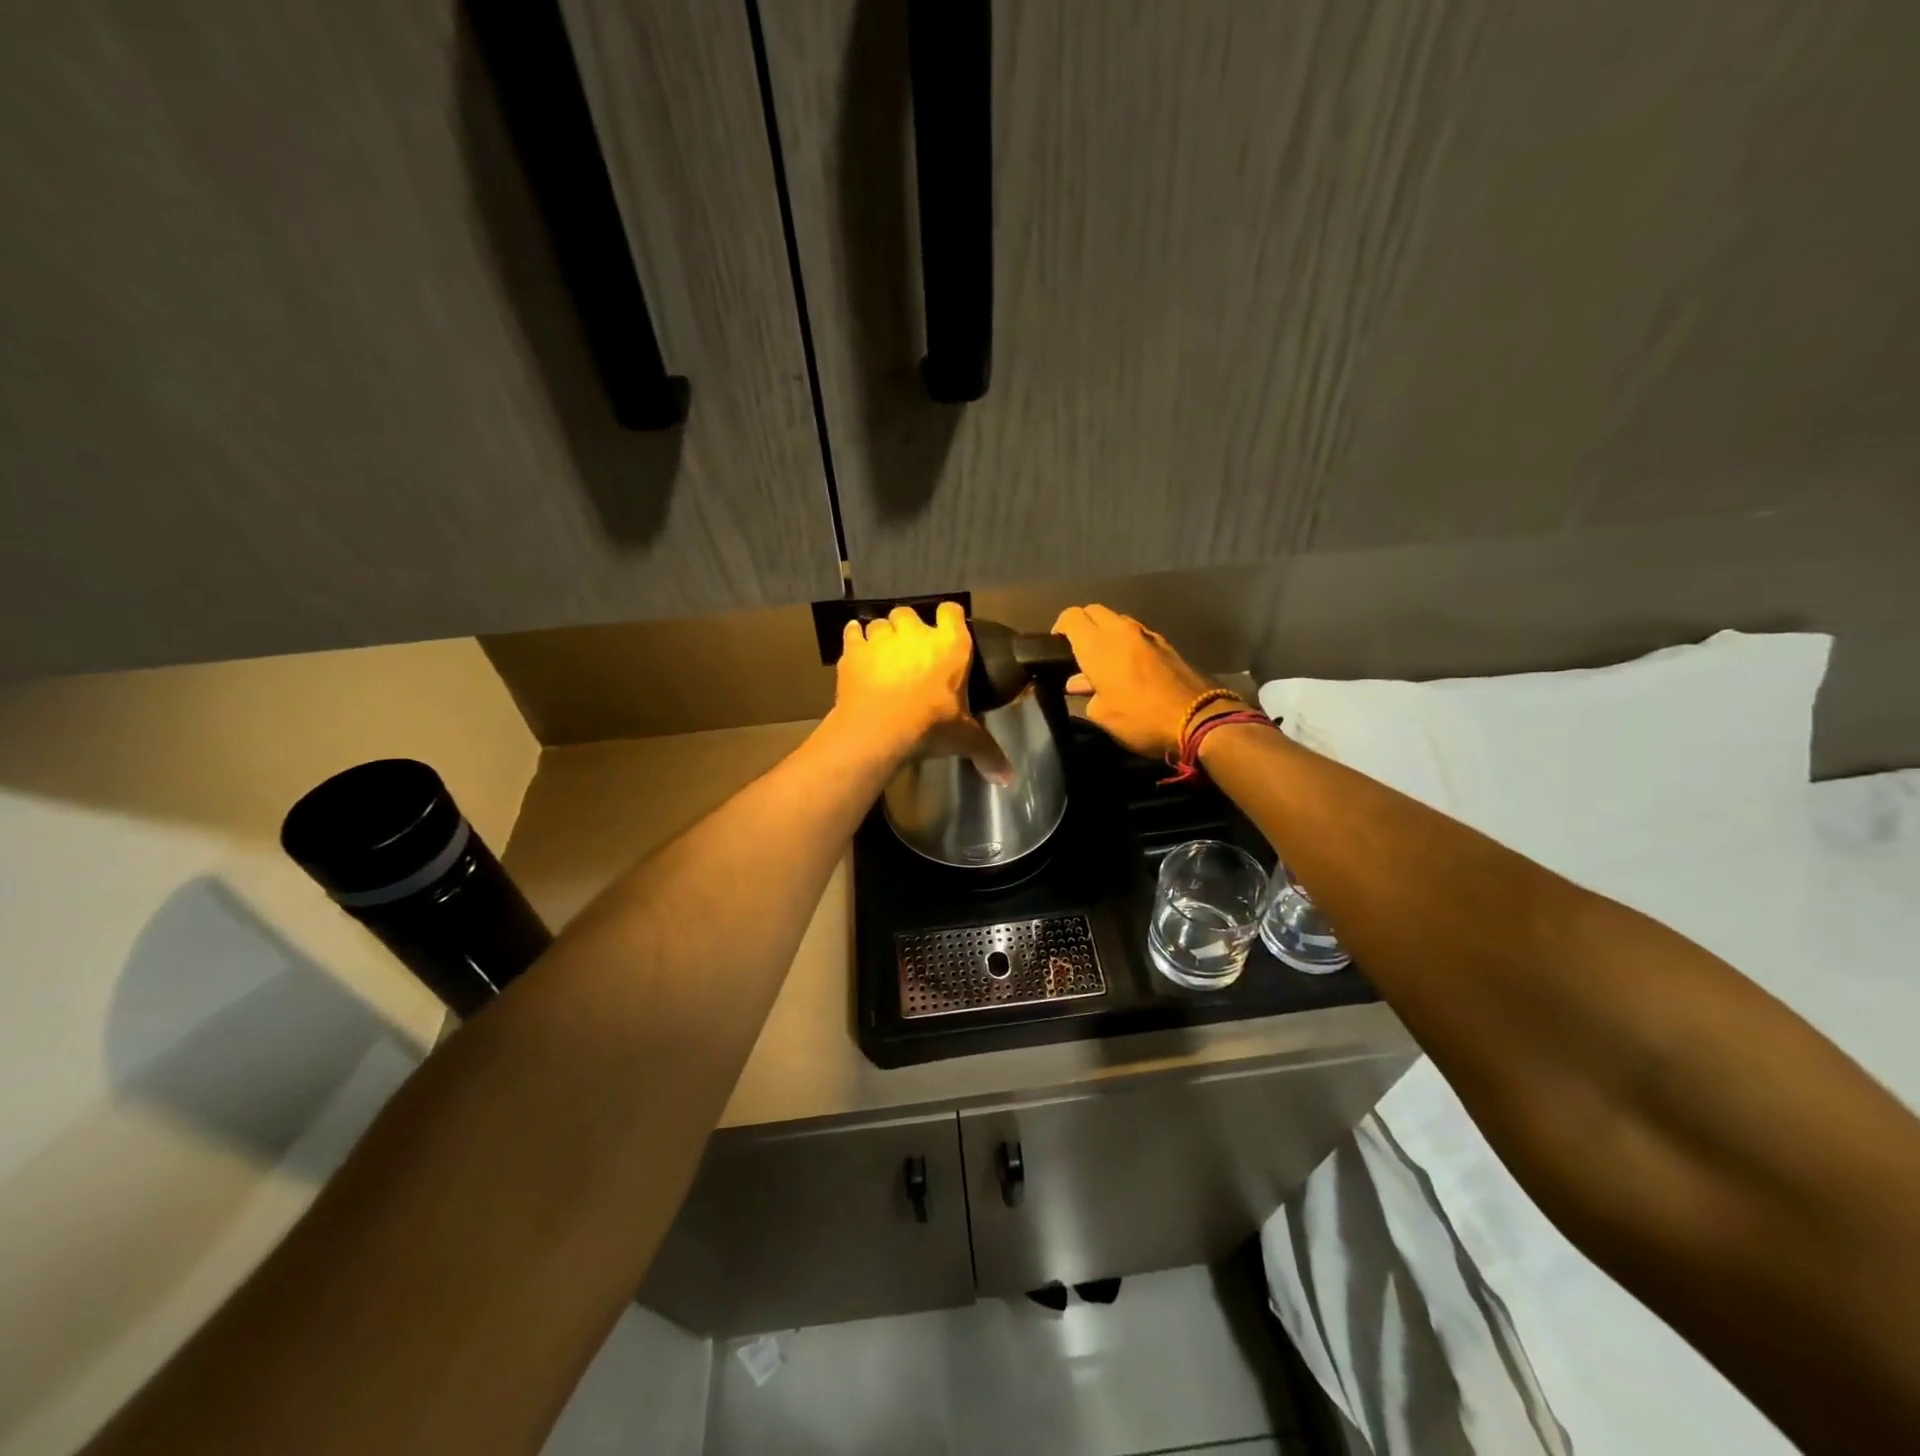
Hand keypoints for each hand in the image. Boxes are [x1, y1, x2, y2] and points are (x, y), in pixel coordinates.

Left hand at [834, 603, 1011, 779]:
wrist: (879, 729)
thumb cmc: (930, 726)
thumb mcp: (964, 738)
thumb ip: (987, 751)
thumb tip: (1009, 778)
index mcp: (950, 645)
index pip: (952, 612)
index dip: (949, 618)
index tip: (948, 629)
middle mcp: (916, 633)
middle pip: (911, 613)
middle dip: (909, 628)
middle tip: (911, 651)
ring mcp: (882, 638)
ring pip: (880, 623)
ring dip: (882, 634)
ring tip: (883, 654)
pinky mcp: (854, 650)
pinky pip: (852, 632)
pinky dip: (854, 638)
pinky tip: (857, 649)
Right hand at [1051, 604, 1223, 758]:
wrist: (1198, 719)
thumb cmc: (1140, 718)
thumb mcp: (1102, 715)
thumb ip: (1088, 694)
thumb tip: (1081, 683)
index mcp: (1098, 644)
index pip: (1071, 617)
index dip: (1060, 628)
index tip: (1056, 647)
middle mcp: (1121, 631)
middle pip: (1094, 612)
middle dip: (1083, 626)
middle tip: (1077, 652)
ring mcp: (1147, 635)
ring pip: (1117, 622)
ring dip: (1106, 636)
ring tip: (1102, 664)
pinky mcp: (1166, 645)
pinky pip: (1136, 636)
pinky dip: (1126, 645)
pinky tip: (1126, 671)